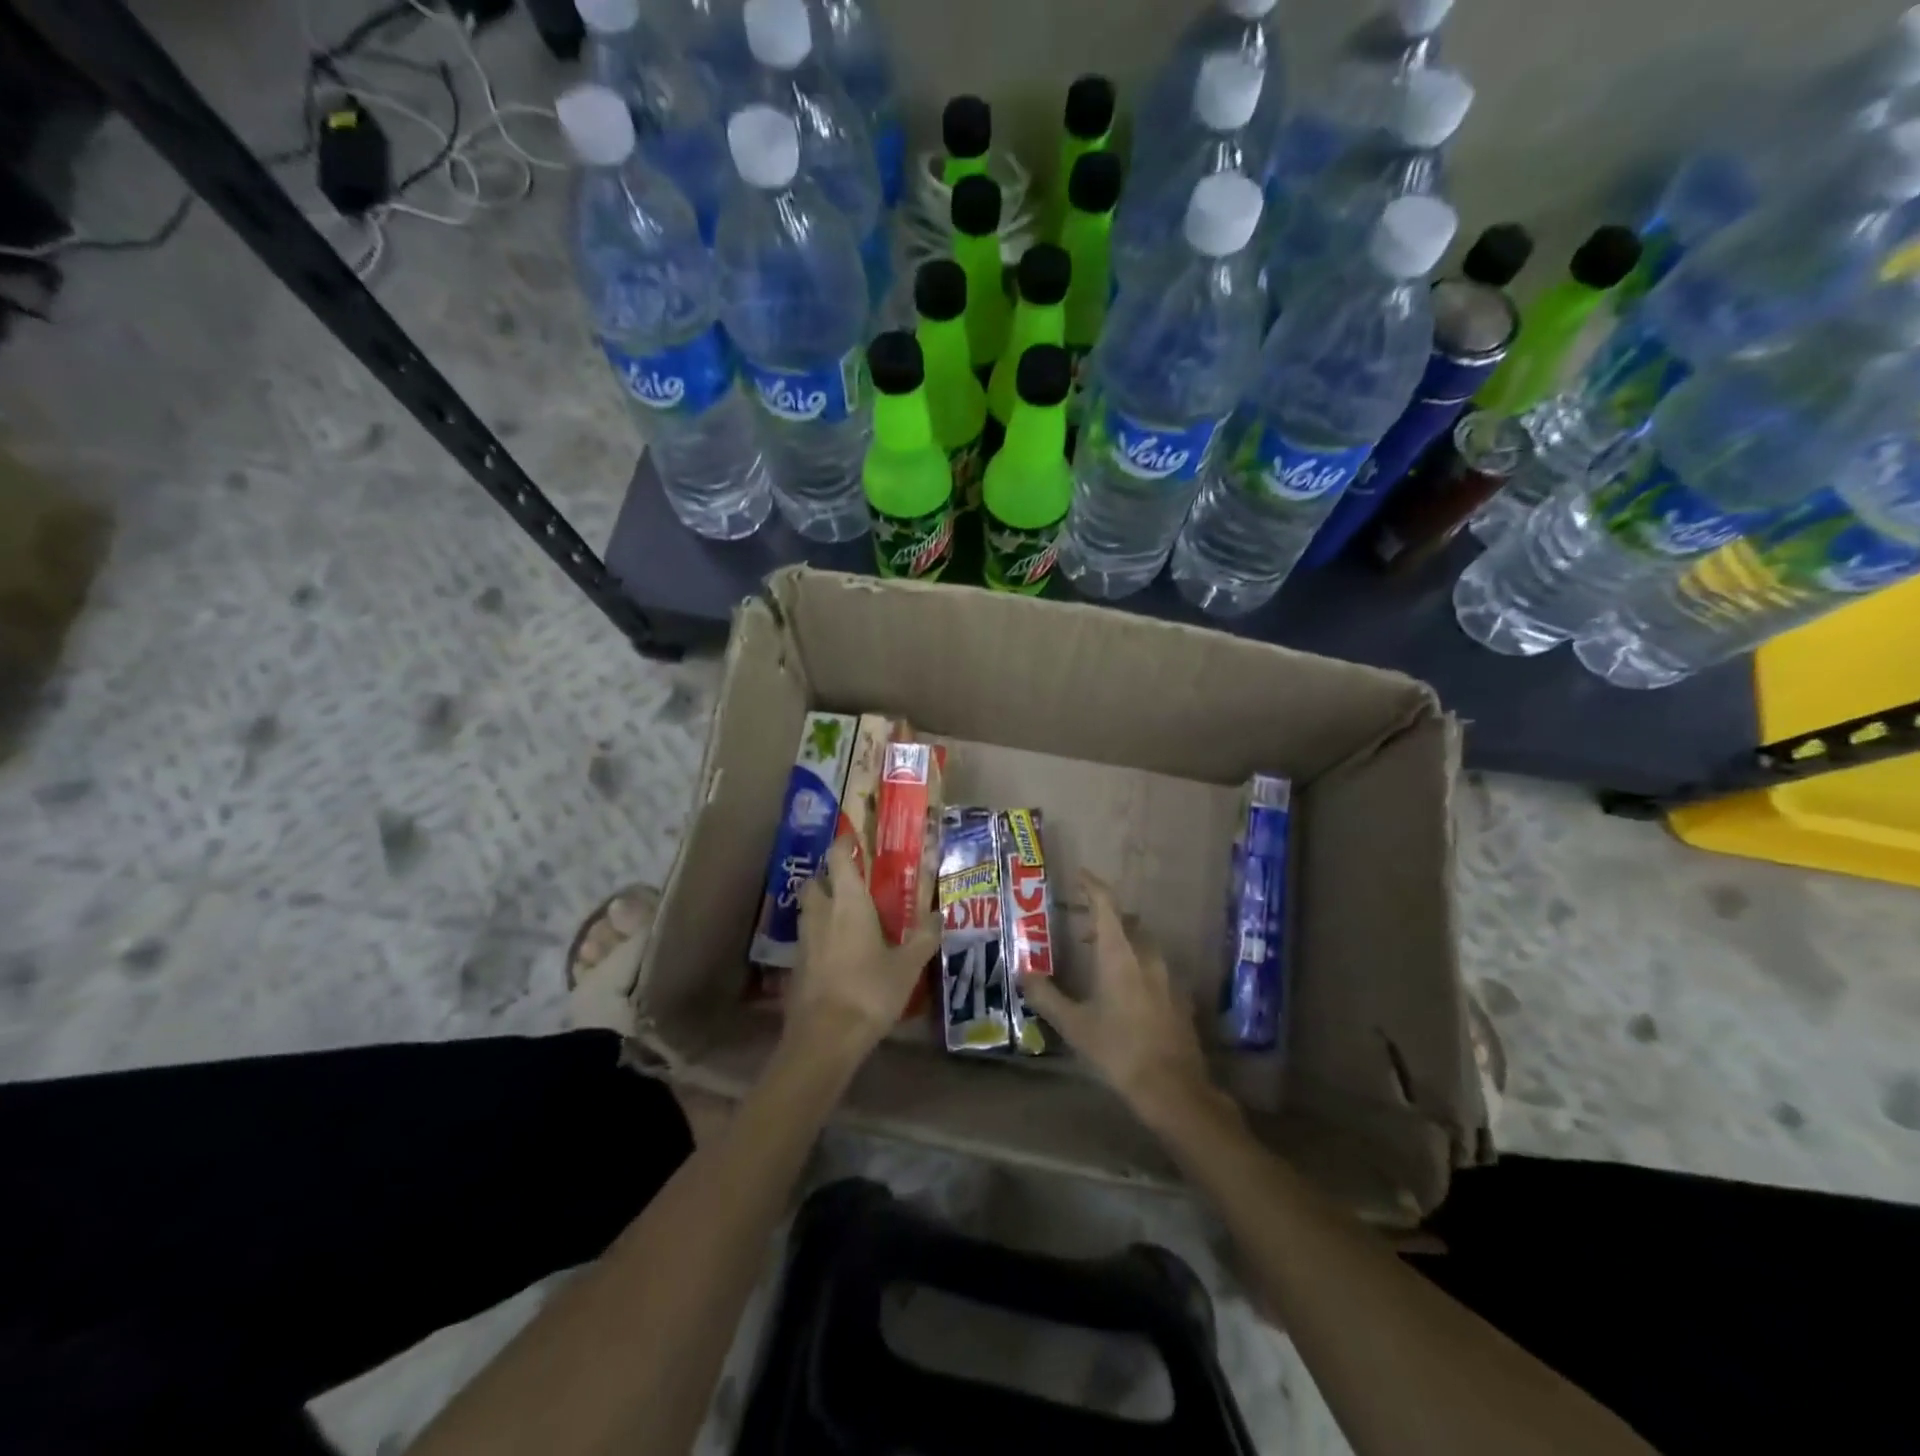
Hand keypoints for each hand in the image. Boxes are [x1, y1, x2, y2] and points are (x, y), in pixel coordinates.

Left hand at [786, 837, 940, 1071]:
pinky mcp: (797, 965)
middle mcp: (821, 913)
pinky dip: (819, 935)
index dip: (844, 844)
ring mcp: (804, 939)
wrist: (825, 1037)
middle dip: (829, 876)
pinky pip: (807, 937)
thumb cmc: (870, 991)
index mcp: (848, 902)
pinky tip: (838, 951)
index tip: (854, 839)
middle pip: (816, 881)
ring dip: (822, 905)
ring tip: (847, 916)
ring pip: (808, 909)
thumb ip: (924, 938)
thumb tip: (941, 916)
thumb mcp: (907, 966)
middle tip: (852, 883)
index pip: (839, 858)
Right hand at [1018, 872, 1214, 1125]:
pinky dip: (1138, 965)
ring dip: (1122, 942)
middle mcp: (1146, 957)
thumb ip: (1046, 996)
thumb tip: (1022, 972)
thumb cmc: (1118, 1051)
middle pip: (1127, 923)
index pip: (1106, 905)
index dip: (1092, 886)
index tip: (1079, 876)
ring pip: (1143, 944)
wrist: (1173, 1088)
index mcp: (1119, 955)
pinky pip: (1155, 967)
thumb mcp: (1074, 1025)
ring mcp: (1168, 976)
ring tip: (1101, 963)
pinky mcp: (1180, 996)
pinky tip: (1127, 992)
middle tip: (1082, 933)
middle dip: (1104, 920)